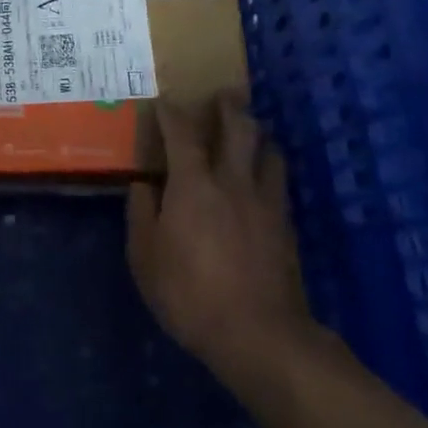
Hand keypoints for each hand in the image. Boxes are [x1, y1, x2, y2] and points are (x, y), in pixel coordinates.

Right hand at [127, 94, 322, 386]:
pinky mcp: (286, 224)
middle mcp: (233, 181)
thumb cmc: (189, 294)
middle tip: (223, 94)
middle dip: (229, 106)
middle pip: (239, 128)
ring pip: (269, 150)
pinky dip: (268, 167)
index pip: (182, 134)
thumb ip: (141, 214)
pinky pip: (278, 181)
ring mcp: (265, 201)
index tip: (164, 100)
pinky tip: (262, 178)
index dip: (172, 112)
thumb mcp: (145, 257)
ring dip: (257, 134)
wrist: (258, 333)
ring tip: (248, 133)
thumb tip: (143, 184)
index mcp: (194, 184)